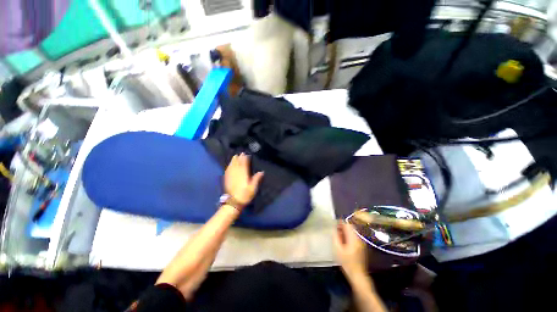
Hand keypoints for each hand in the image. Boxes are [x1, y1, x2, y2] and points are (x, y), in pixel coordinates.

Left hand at [224, 153, 263, 207]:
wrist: (233, 202)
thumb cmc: (245, 195)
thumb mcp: (253, 188)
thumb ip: (257, 179)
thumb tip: (261, 171)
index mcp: (243, 174)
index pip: (244, 164)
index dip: (245, 159)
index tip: (246, 154)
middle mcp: (236, 173)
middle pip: (237, 164)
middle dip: (239, 158)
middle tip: (241, 153)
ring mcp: (231, 176)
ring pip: (232, 166)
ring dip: (233, 160)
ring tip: (235, 156)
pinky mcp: (227, 179)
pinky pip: (227, 170)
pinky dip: (229, 166)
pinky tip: (229, 165)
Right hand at [334, 221, 367, 278]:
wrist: (358, 275)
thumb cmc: (347, 262)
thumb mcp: (338, 249)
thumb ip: (336, 237)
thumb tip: (334, 228)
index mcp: (354, 238)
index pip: (348, 224)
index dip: (340, 222)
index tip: (334, 224)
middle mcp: (359, 238)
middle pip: (350, 227)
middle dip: (342, 227)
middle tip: (335, 230)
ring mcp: (361, 242)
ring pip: (352, 232)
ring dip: (345, 231)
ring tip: (338, 236)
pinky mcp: (361, 246)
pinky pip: (354, 236)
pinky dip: (348, 236)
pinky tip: (344, 241)